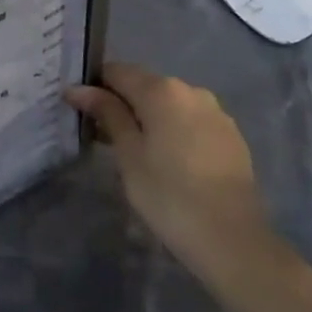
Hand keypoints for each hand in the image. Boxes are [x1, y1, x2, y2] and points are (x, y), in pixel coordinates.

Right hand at [66, 63, 275, 284]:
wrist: (233, 240)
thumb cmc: (168, 194)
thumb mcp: (128, 153)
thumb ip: (106, 113)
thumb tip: (79, 88)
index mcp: (162, 90)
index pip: (116, 71)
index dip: (93, 87)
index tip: (79, 112)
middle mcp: (191, 91)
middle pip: (144, 86)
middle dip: (121, 104)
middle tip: (101, 135)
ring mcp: (216, 113)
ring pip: (169, 105)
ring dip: (148, 118)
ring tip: (134, 151)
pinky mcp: (231, 137)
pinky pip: (190, 122)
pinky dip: (172, 132)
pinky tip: (167, 162)